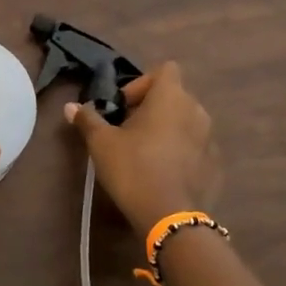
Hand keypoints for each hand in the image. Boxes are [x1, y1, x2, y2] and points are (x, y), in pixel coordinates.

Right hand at [65, 61, 221, 234]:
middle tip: (127, 131)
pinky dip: (180, 151)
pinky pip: (195, 146)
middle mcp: (196, 110)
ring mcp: (210, 138)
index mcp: (171, 97)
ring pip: (186, 121)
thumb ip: (88, 119)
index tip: (124, 106)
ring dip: (167, 129)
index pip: (165, 70)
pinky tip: (162, 172)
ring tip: (145, 152)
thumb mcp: (101, 143)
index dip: (142, 83)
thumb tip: (70, 107)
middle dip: (151, 108)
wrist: (169, 216)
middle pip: (174, 96)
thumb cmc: (133, 168)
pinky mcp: (215, 163)